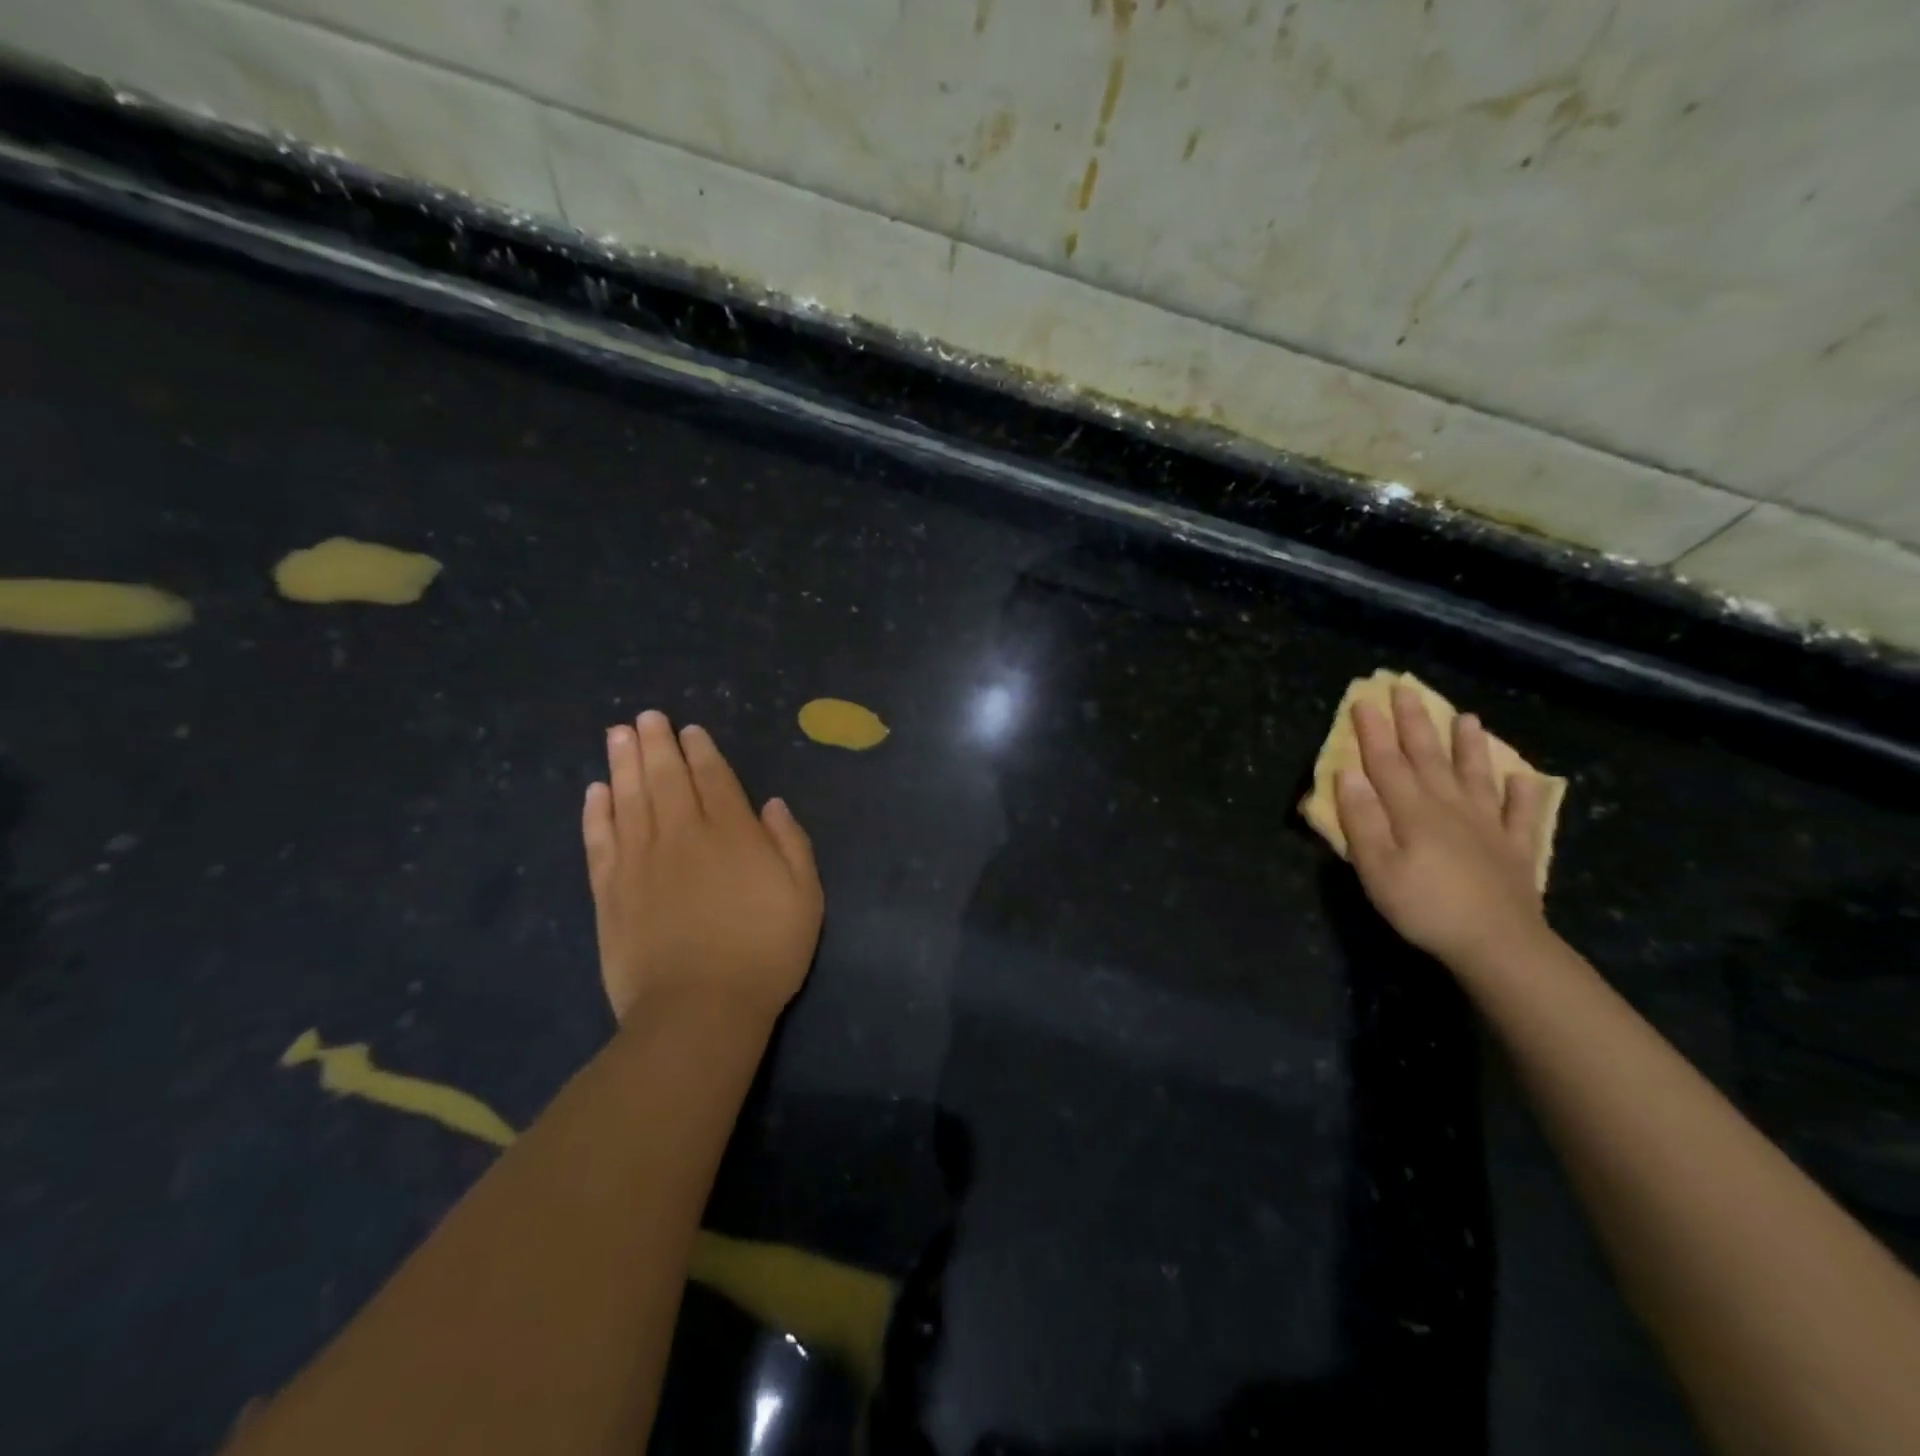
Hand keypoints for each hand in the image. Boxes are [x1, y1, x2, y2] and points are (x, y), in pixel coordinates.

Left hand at [583, 711, 823, 1023]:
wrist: (698, 1010)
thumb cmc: (765, 953)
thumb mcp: (805, 897)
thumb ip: (791, 844)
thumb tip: (771, 805)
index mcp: (733, 834)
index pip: (714, 779)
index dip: (701, 752)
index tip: (689, 731)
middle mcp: (683, 835)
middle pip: (666, 778)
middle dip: (657, 744)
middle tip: (646, 717)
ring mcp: (641, 861)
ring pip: (629, 798)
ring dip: (623, 763)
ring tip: (618, 734)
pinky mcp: (610, 890)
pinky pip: (600, 839)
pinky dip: (596, 812)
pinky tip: (595, 791)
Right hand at [1334, 685, 1552, 967]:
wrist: (1498, 943)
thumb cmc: (1424, 906)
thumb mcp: (1375, 867)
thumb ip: (1361, 819)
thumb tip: (1347, 774)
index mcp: (1412, 810)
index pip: (1386, 762)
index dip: (1372, 731)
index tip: (1363, 701)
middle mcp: (1450, 807)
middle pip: (1428, 757)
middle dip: (1414, 722)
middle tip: (1406, 690)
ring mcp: (1488, 825)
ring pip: (1476, 775)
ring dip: (1469, 746)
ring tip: (1467, 718)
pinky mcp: (1515, 848)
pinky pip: (1523, 813)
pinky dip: (1524, 794)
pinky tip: (1525, 778)